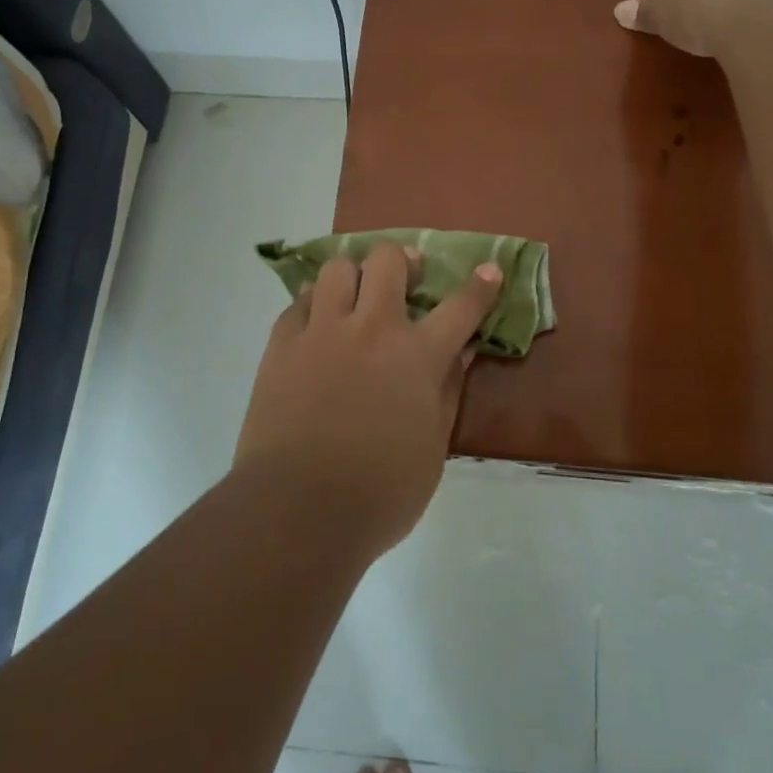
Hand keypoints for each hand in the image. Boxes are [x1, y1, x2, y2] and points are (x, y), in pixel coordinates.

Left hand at [235, 242, 503, 557]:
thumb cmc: (380, 492)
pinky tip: (318, 327)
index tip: (490, 269)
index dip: (480, 286)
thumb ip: (448, 390)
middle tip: (405, 278)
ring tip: (354, 299)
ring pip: (338, 268)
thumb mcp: (433, 446)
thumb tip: (463, 352)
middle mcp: (372, 328)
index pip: (461, 307)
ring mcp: (322, 331)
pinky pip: (300, 302)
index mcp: (417, 355)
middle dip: (403, 261)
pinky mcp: (282, 344)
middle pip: (388, 261)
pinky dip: (315, 305)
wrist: (297, 510)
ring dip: (353, 276)